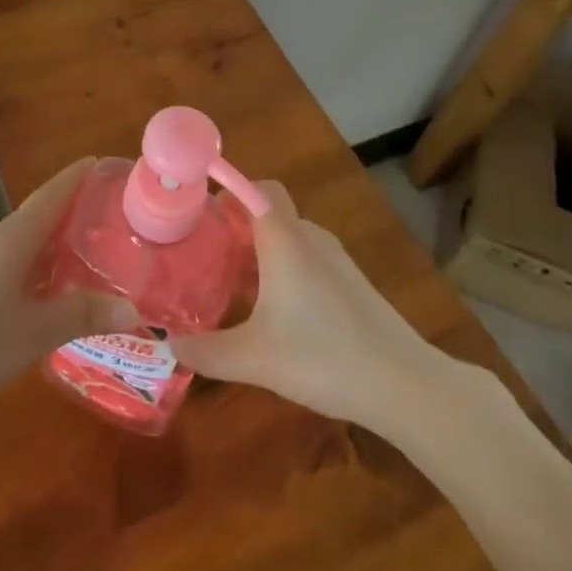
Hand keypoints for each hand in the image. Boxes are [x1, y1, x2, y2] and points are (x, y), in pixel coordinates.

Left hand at [0, 156, 138, 418]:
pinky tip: (58, 280)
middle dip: (73, 205)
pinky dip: (42, 258)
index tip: (101, 161)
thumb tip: (133, 309)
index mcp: (11, 241)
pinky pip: (16, 257)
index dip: (75, 177)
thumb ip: (82, 315)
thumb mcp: (35, 333)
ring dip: (57, 235)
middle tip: (111, 206)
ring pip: (27, 237)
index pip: (50, 196)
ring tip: (93, 241)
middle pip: (40, 212)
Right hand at [168, 181, 448, 427]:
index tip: (200, 212)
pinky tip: (275, 310)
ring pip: (289, 237)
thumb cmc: (322, 357)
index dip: (229, 189)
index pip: (257, 187)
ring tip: (233, 282)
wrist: (401, 383)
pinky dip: (285, 268)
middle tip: (207, 253)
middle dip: (237, 224)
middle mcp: (309, 237)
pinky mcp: (351, 282)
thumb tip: (169, 346)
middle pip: (269, 211)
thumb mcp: (254, 358)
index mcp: (284, 239)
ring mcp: (335, 259)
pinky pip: (307, 258)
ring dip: (261, 249)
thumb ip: (207, 352)